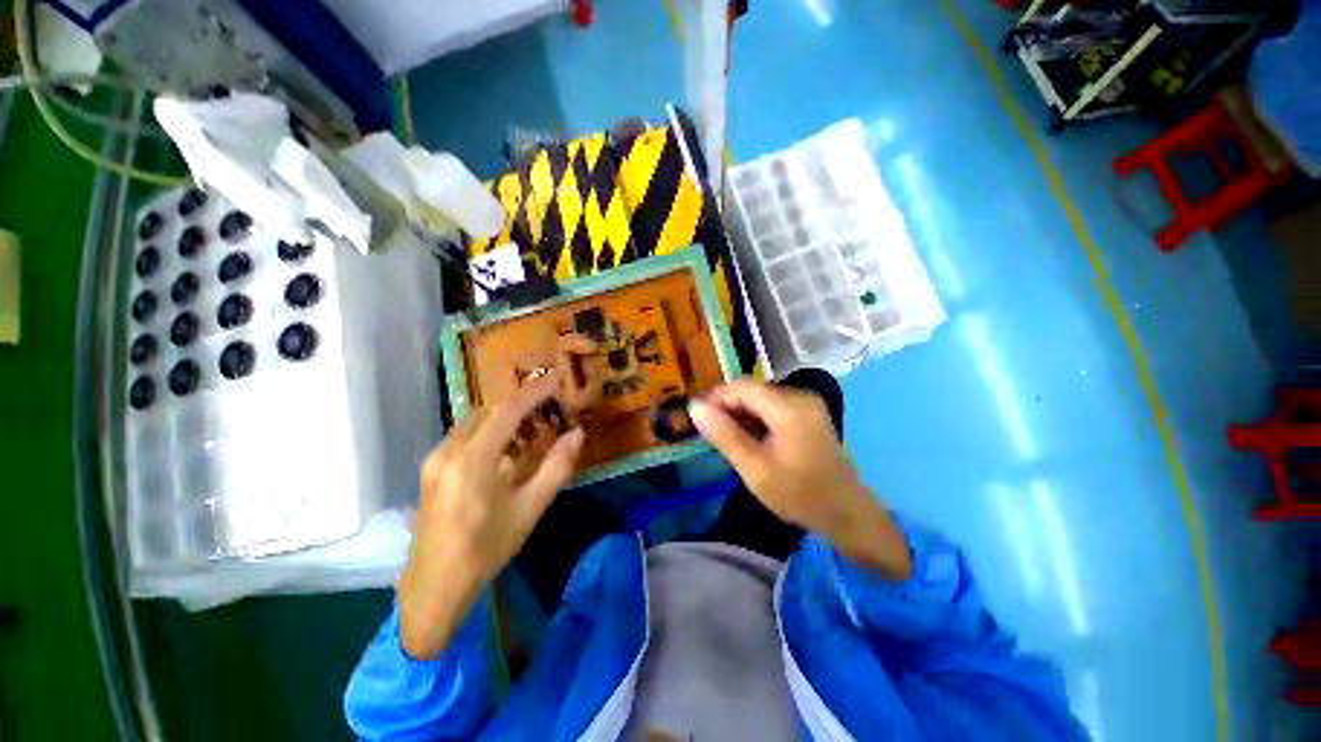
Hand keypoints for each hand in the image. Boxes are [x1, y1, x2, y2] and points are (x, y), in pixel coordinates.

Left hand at [398, 374, 584, 659]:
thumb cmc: (486, 549)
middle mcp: (449, 451)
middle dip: (519, 401)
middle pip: (488, 411)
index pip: (507, 411)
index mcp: (472, 460)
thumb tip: (577, 435)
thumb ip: (555, 468)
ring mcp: (435, 460)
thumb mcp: (529, 509)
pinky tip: (504, 444)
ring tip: (531, 419)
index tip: (556, 379)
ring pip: (473, 421)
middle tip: (548, 400)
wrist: (433, 587)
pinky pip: (463, 436)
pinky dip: (488, 429)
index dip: (533, 392)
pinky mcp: (431, 470)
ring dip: (503, 414)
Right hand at [689, 379, 911, 578]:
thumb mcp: (754, 468)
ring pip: (761, 399)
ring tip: (730, 441)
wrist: (846, 514)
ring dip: (741, 415)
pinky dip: (757, 419)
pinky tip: (750, 440)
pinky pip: (774, 407)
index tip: (700, 421)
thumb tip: (694, 407)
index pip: (741, 386)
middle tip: (713, 436)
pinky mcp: (809, 414)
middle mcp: (800, 396)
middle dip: (728, 408)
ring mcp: (807, 404)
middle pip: (752, 391)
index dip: (716, 399)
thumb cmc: (798, 494)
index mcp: (788, 407)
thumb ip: (724, 435)